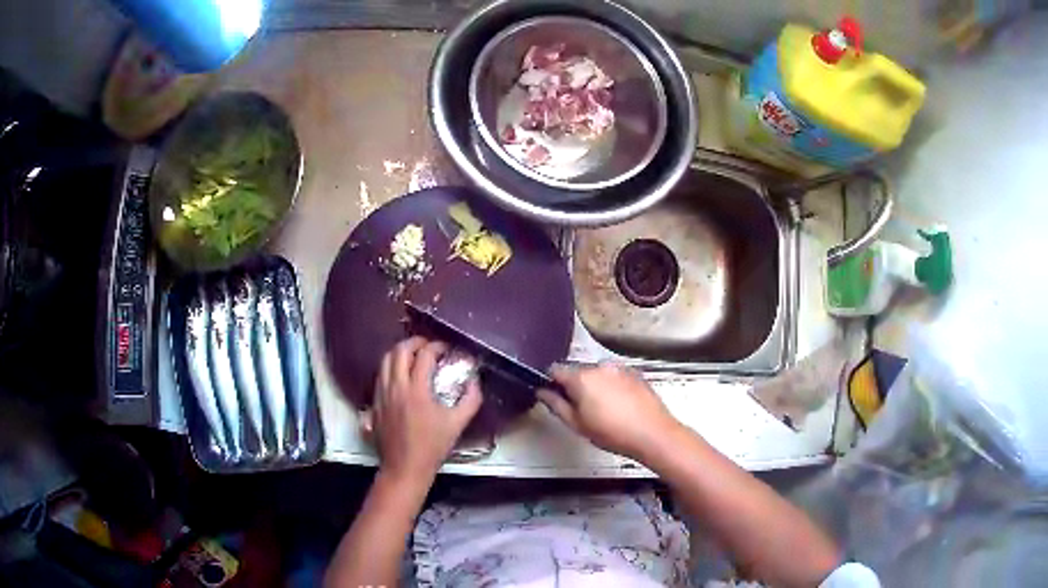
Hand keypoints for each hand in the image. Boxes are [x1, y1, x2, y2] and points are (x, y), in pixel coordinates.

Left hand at [366, 337, 481, 484]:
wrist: (404, 468)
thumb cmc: (432, 447)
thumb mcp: (457, 424)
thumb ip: (470, 400)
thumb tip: (474, 382)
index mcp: (416, 390)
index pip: (424, 355)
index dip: (437, 347)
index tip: (446, 349)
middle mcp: (395, 387)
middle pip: (399, 351)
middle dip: (414, 342)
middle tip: (428, 345)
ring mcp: (382, 394)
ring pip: (385, 361)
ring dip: (399, 352)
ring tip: (412, 355)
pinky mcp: (375, 403)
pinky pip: (379, 375)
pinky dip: (390, 367)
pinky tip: (400, 375)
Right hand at [537, 363, 682, 461]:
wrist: (652, 434)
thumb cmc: (613, 433)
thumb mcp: (576, 424)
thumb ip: (555, 404)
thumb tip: (542, 392)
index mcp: (581, 377)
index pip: (555, 369)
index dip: (551, 383)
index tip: (554, 397)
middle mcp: (600, 366)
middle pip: (577, 371)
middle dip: (575, 386)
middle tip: (580, 411)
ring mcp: (619, 368)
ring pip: (597, 374)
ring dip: (594, 386)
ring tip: (603, 411)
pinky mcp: (634, 374)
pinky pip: (614, 377)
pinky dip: (611, 387)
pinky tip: (619, 406)